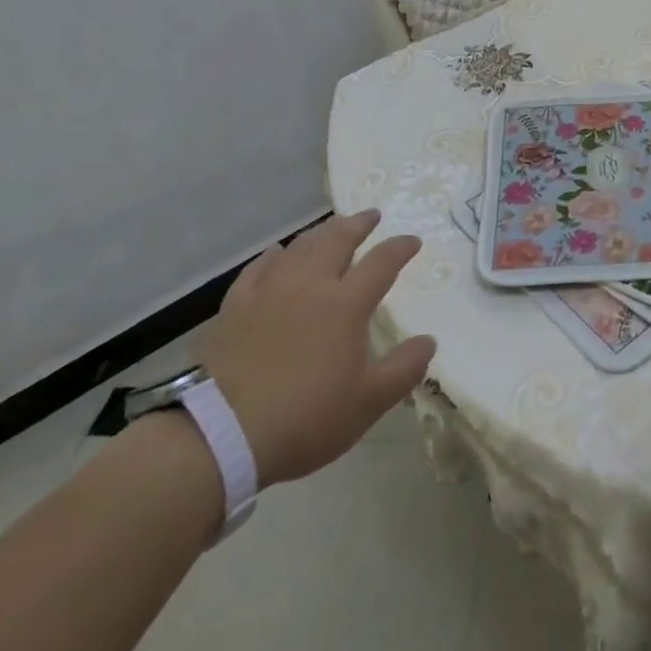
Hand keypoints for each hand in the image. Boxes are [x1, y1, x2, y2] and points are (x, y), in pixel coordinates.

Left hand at [199, 209, 434, 486]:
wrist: (220, 434)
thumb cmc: (304, 418)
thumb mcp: (367, 403)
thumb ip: (404, 369)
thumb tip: (429, 341)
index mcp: (346, 304)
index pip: (382, 262)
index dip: (400, 247)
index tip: (413, 241)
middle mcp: (310, 285)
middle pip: (338, 240)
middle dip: (358, 224)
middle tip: (371, 215)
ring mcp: (270, 291)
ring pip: (300, 247)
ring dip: (321, 233)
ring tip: (332, 228)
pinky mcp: (235, 306)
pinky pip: (259, 267)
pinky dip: (274, 255)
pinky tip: (277, 253)